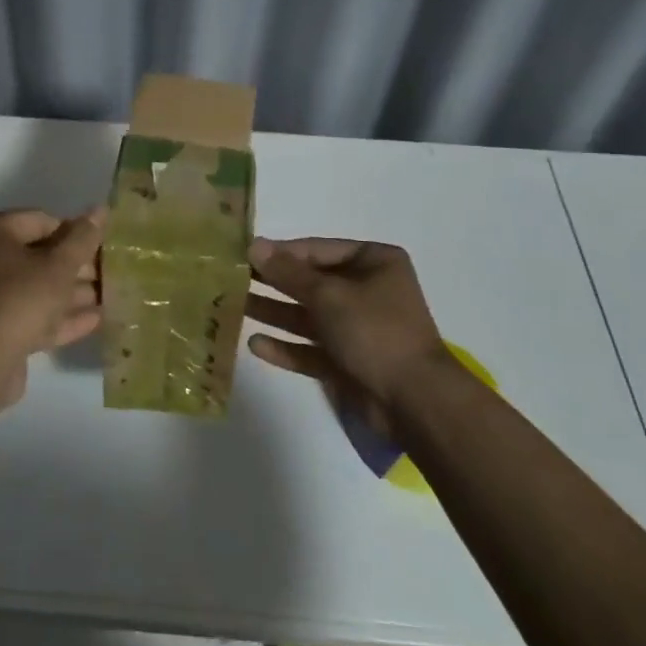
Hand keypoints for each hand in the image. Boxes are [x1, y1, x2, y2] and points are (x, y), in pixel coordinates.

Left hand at [0, 208, 104, 406]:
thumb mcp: (59, 265)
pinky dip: (59, 316)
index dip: (75, 232)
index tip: (103, 247)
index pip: (42, 220)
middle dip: (76, 266)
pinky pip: (31, 315)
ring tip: (110, 296)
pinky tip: (95, 320)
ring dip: (72, 293)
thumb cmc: (20, 299)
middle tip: (110, 272)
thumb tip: (100, 209)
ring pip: (37, 288)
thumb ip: (83, 238)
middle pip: (39, 255)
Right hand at [244, 237, 449, 434]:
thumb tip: (255, 245)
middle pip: (310, 282)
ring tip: (233, 307)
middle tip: (231, 278)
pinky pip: (310, 348)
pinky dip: (285, 347)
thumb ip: (288, 272)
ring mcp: (357, 328)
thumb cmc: (374, 331)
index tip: (244, 254)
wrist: (413, 400)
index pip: (317, 250)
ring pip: (306, 316)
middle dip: (273, 282)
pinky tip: (255, 344)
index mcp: (374, 262)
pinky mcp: (347, 361)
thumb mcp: (328, 295)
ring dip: (273, 312)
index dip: (281, 252)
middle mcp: (366, 290)